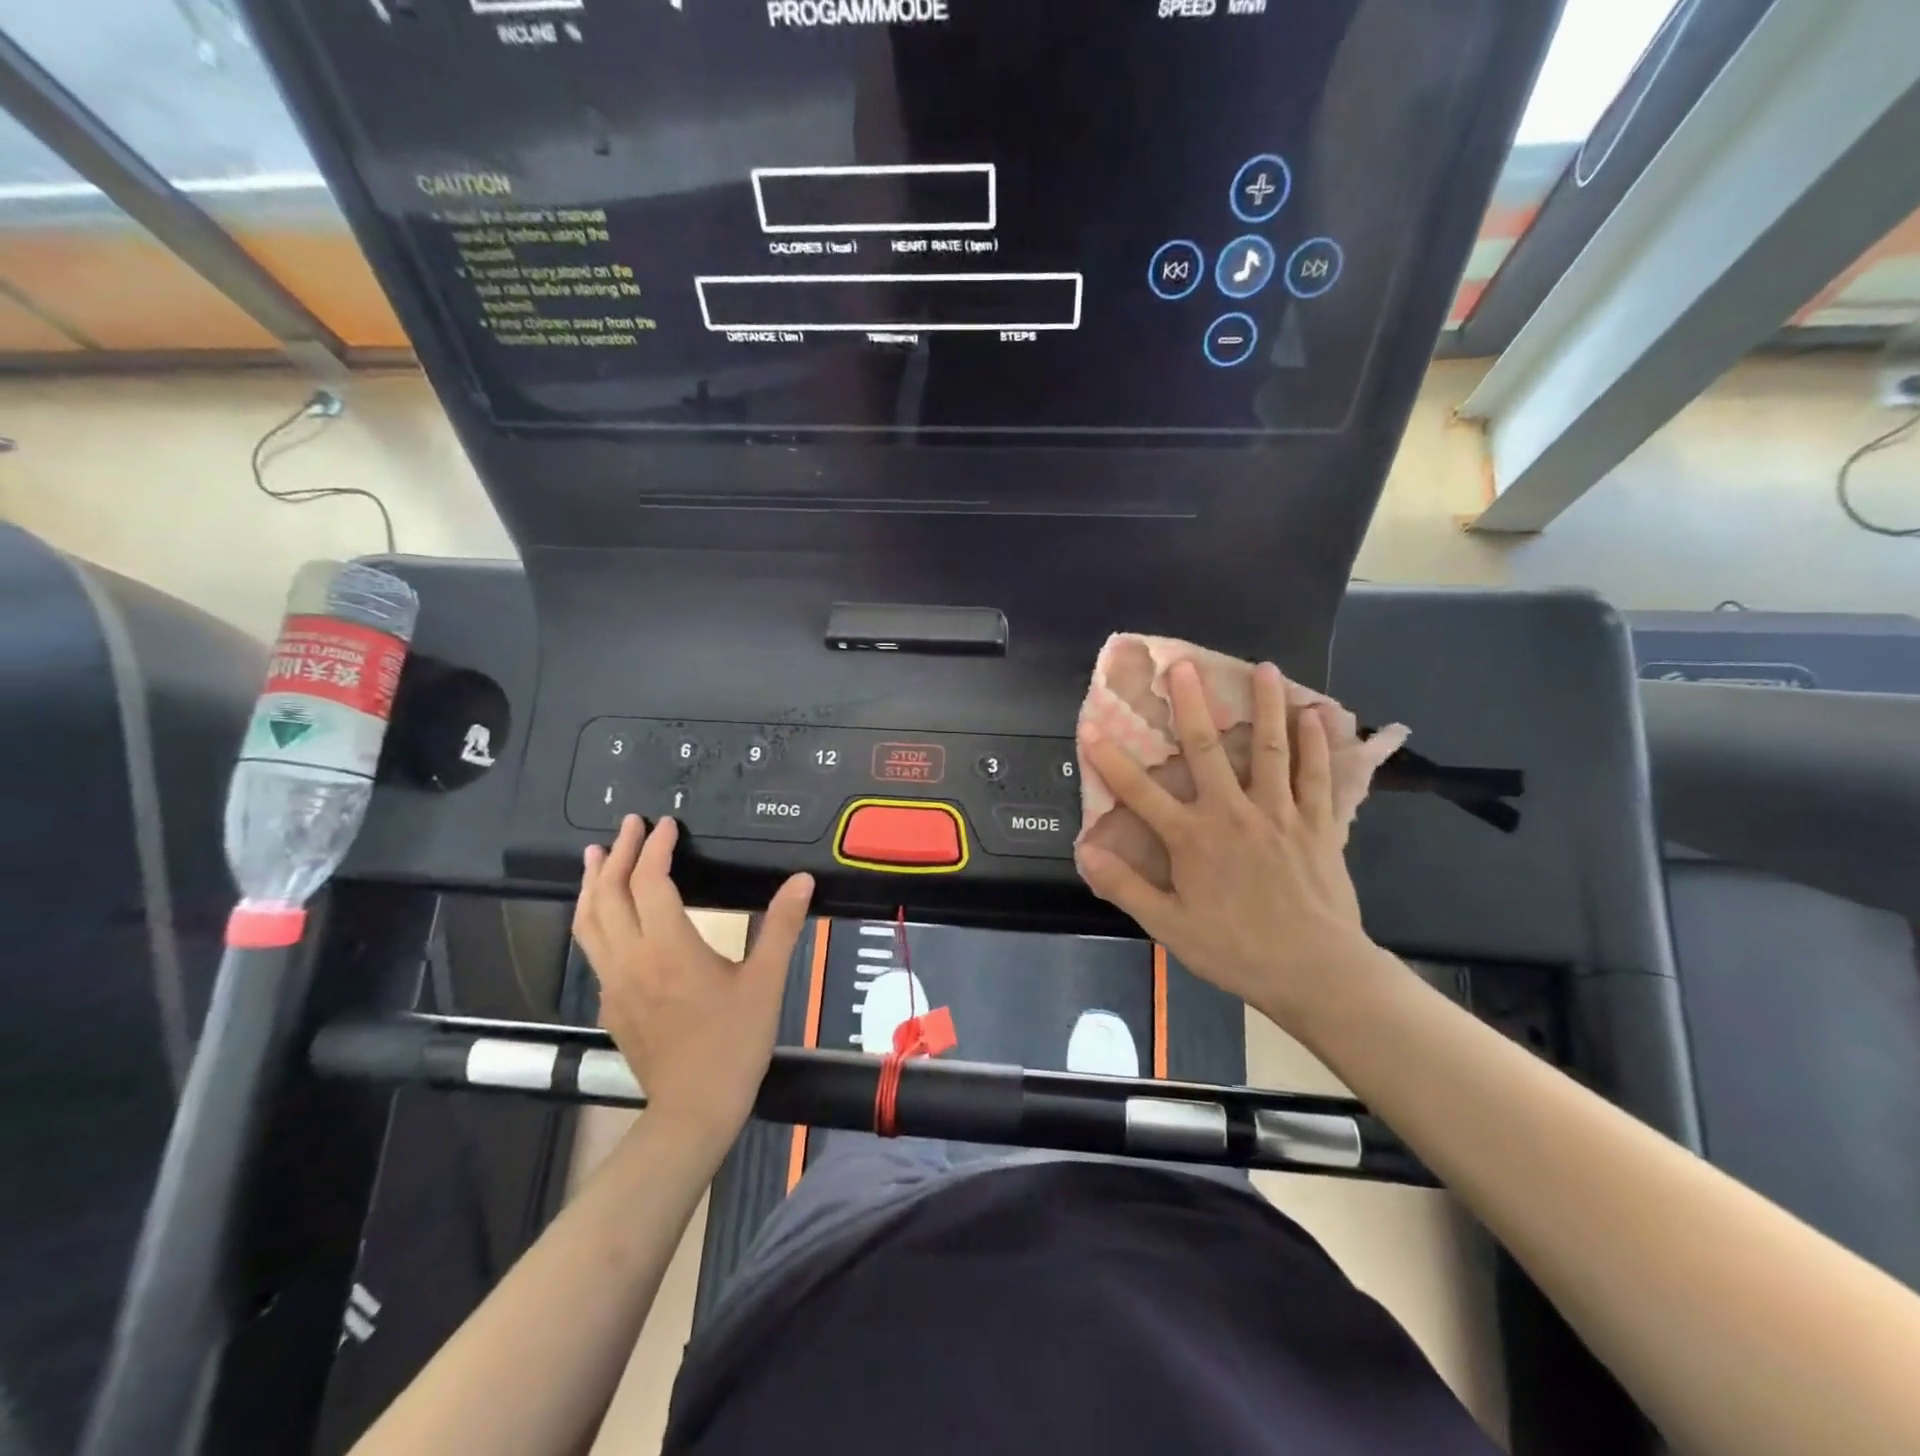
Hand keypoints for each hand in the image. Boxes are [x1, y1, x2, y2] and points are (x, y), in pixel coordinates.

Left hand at [572, 815, 813, 1145]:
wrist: (695, 1108)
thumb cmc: (734, 1041)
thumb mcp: (766, 980)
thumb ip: (782, 925)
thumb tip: (802, 880)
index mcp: (668, 946)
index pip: (649, 881)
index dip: (655, 847)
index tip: (666, 823)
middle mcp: (630, 958)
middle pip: (608, 894)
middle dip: (619, 854)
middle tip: (630, 825)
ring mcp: (612, 982)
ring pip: (588, 922)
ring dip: (592, 884)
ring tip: (597, 856)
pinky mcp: (609, 1003)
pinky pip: (593, 948)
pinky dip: (596, 917)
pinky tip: (609, 915)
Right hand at [1075, 659, 1379, 1029]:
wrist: (1315, 972)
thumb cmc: (1236, 950)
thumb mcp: (1169, 927)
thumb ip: (1125, 886)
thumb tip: (1084, 851)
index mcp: (1192, 839)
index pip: (1140, 791)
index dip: (1111, 759)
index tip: (1090, 727)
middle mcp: (1233, 814)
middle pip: (1208, 750)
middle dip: (1191, 706)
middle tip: (1183, 666)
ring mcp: (1279, 814)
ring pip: (1271, 750)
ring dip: (1265, 707)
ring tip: (1265, 669)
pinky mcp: (1318, 824)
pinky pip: (1316, 776)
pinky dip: (1317, 744)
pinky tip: (1316, 716)